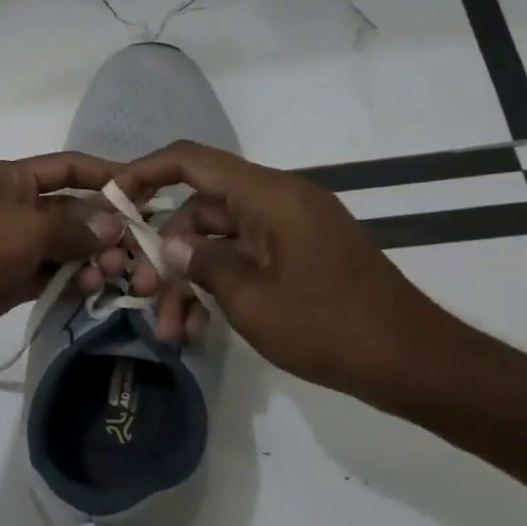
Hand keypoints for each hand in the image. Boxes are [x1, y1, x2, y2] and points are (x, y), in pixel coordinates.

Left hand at [0, 153, 126, 355]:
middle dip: (101, 228)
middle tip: (131, 249)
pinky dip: (70, 281)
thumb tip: (113, 226)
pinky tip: (93, 289)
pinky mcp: (8, 281)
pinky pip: (48, 276)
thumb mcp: (30, 227)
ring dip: (89, 258)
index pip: (65, 168)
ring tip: (113, 273)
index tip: (141, 189)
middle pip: (68, 211)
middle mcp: (11, 208)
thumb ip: (75, 227)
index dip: (102, 175)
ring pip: (61, 248)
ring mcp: (9, 246)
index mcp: (9, 178)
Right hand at [114, 141, 458, 399]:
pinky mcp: (298, 258)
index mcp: (269, 197)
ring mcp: (289, 232)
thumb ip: (203, 264)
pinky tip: (198, 327)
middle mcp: (278, 203)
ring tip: (170, 329)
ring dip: (189, 282)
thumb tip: (174, 248)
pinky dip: (219, 287)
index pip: (192, 162)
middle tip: (141, 294)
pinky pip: (243, 260)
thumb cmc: (329, 325)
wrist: (414, 363)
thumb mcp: (251, 299)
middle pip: (200, 211)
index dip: (145, 173)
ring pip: (217, 243)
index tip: (112, 199)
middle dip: (165, 253)